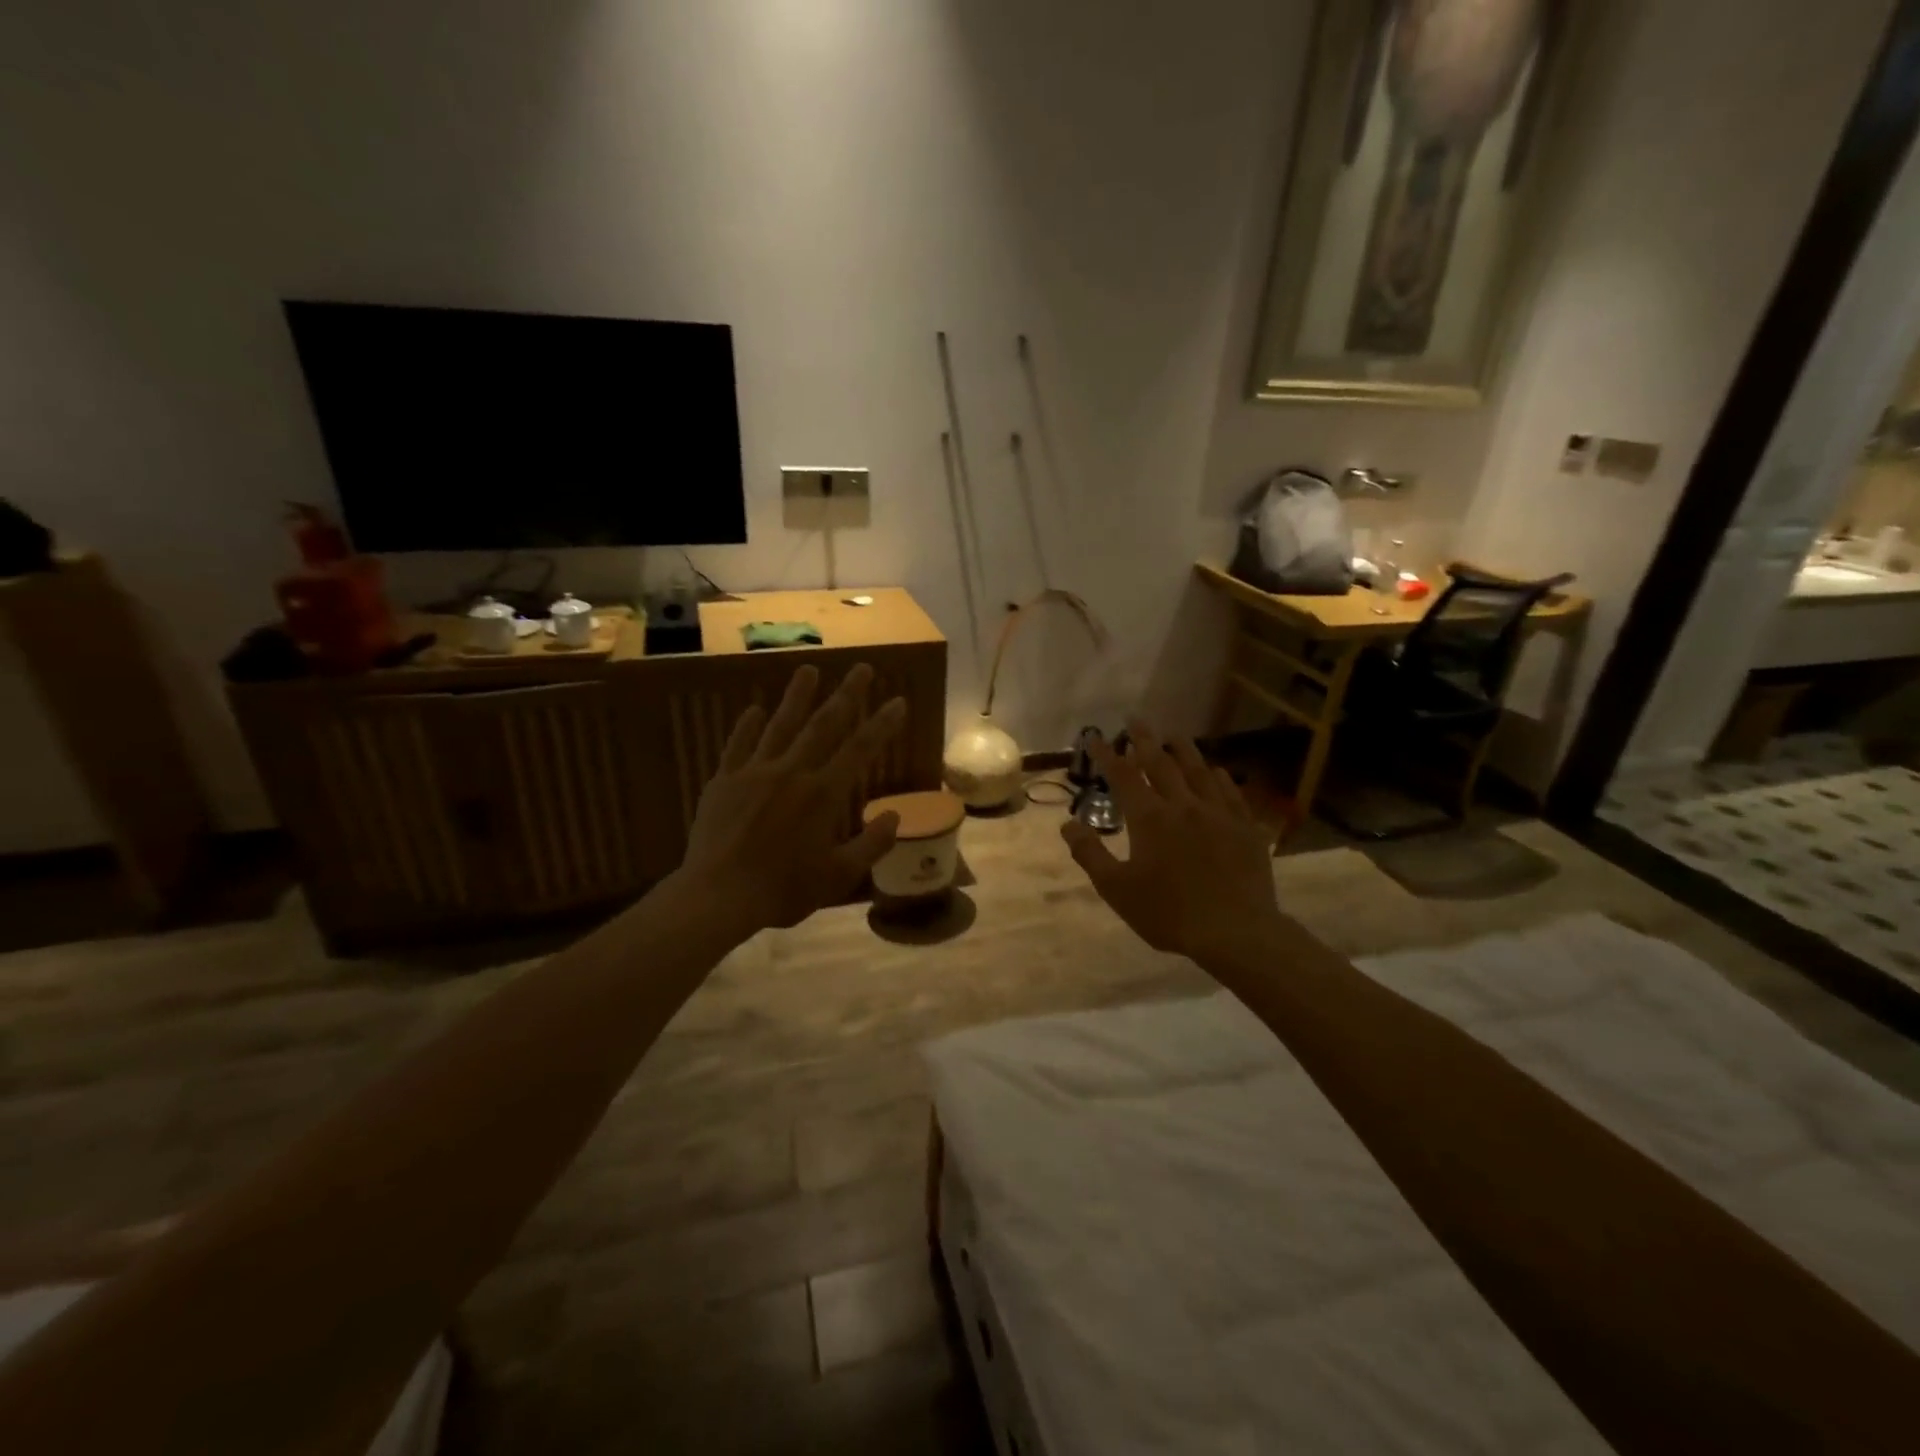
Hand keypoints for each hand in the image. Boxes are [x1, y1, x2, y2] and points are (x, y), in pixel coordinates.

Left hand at [677, 662, 906, 932]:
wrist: (717, 896)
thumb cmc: (782, 890)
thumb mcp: (838, 876)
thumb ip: (871, 845)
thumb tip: (895, 816)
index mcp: (823, 794)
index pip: (860, 749)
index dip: (882, 724)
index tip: (898, 701)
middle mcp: (792, 772)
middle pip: (824, 724)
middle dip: (846, 694)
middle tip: (862, 668)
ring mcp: (754, 772)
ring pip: (780, 725)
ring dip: (797, 696)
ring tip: (809, 668)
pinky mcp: (724, 781)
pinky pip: (738, 745)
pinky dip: (747, 726)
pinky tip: (754, 709)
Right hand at [1061, 725, 1283, 974]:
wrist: (1235, 932)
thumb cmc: (1169, 913)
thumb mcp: (1117, 889)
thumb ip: (1090, 853)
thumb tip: (1068, 824)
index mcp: (1150, 818)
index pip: (1123, 776)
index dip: (1107, 755)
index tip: (1094, 737)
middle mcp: (1183, 805)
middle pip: (1161, 763)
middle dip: (1144, 740)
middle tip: (1135, 719)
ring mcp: (1218, 814)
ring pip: (1199, 771)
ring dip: (1183, 750)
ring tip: (1173, 734)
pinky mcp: (1245, 828)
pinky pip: (1230, 793)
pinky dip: (1219, 777)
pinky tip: (1217, 770)